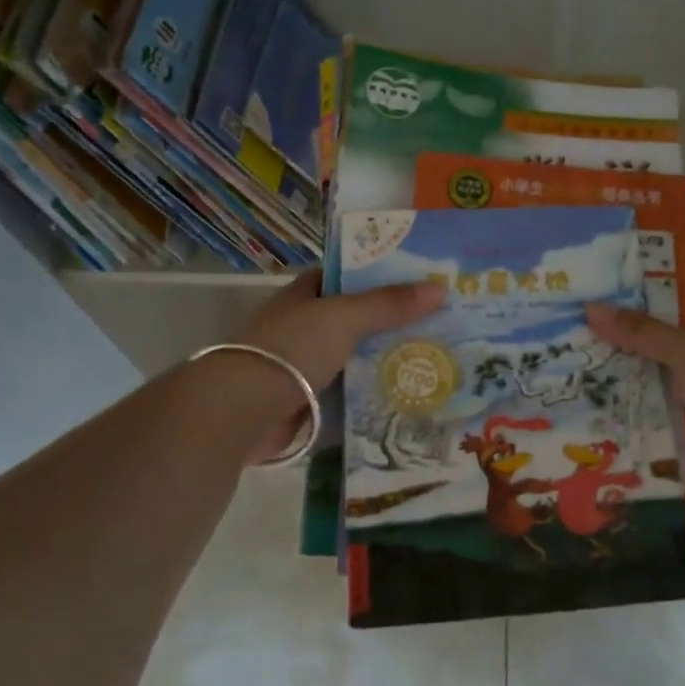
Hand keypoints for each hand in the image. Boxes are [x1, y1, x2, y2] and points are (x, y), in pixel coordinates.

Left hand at [234, 270, 445, 462]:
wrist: (244, 410)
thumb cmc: (293, 349)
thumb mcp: (344, 318)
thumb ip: (389, 304)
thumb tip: (440, 288)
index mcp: (303, 296)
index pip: (343, 277)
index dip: (376, 275)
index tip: (416, 281)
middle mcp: (302, 327)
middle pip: (353, 319)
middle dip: (390, 322)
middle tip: (439, 324)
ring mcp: (302, 366)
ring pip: (353, 358)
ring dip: (384, 361)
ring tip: (434, 360)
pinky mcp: (306, 402)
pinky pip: (348, 393)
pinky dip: (371, 394)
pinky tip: (406, 396)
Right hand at [586, 303, 684, 512]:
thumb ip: (642, 334)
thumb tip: (590, 306)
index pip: (659, 338)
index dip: (623, 333)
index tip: (580, 333)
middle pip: (651, 379)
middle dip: (613, 379)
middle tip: (560, 377)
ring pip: (651, 417)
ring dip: (620, 419)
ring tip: (565, 417)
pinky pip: (658, 452)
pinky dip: (635, 453)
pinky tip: (597, 453)